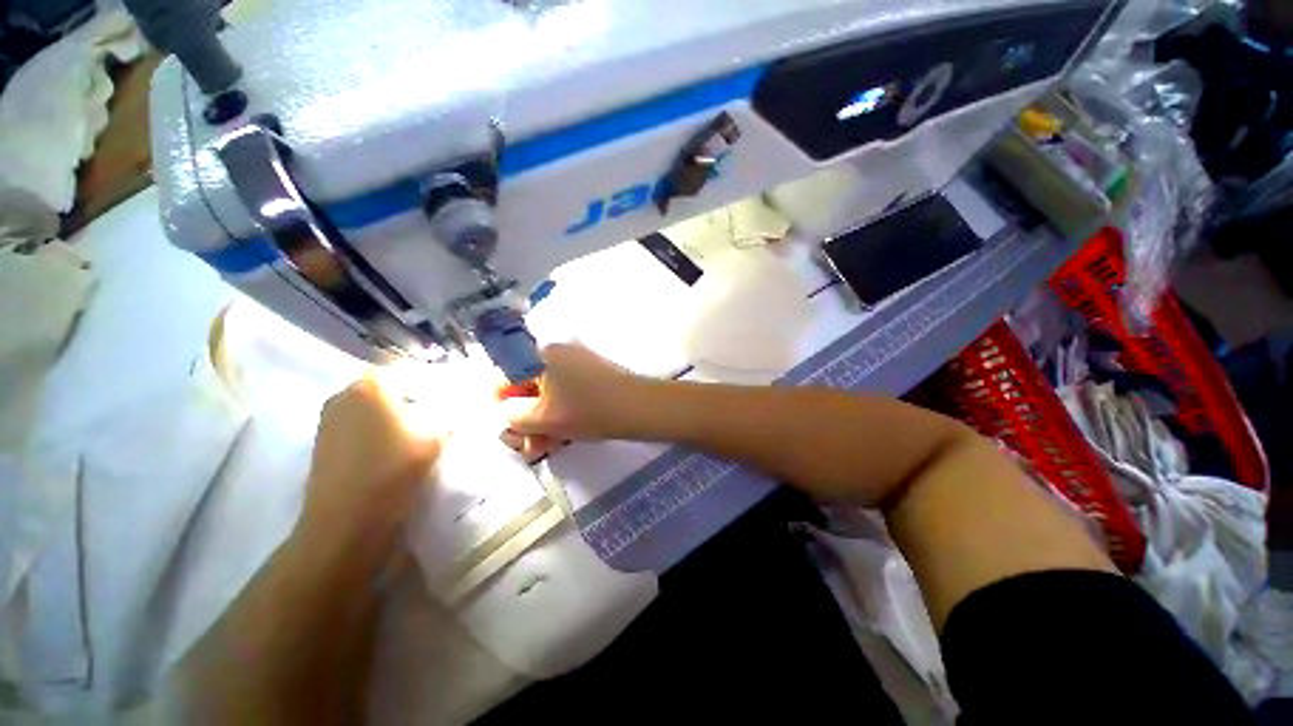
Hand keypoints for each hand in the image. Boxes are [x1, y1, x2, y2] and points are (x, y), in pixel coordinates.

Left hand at [299, 375, 444, 548]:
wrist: (346, 524)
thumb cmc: (393, 471)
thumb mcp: (437, 435)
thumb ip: (457, 409)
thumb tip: (476, 396)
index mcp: (372, 384)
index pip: (416, 371)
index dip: (443, 383)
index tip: (461, 399)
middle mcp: (346, 393)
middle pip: (397, 388)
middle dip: (423, 399)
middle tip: (448, 416)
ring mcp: (331, 418)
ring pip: (381, 406)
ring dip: (405, 415)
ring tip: (427, 434)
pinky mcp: (326, 442)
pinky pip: (365, 423)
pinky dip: (386, 429)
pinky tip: (400, 448)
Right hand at [498, 343, 642, 459]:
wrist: (639, 408)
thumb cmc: (589, 410)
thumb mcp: (544, 418)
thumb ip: (513, 416)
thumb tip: (506, 411)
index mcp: (540, 355)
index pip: (505, 378)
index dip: (504, 408)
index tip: (512, 431)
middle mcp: (556, 353)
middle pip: (527, 389)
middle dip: (525, 422)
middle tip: (530, 448)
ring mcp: (575, 363)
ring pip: (547, 395)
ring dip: (542, 423)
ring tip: (546, 448)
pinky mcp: (590, 375)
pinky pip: (565, 394)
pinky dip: (560, 414)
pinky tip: (562, 438)